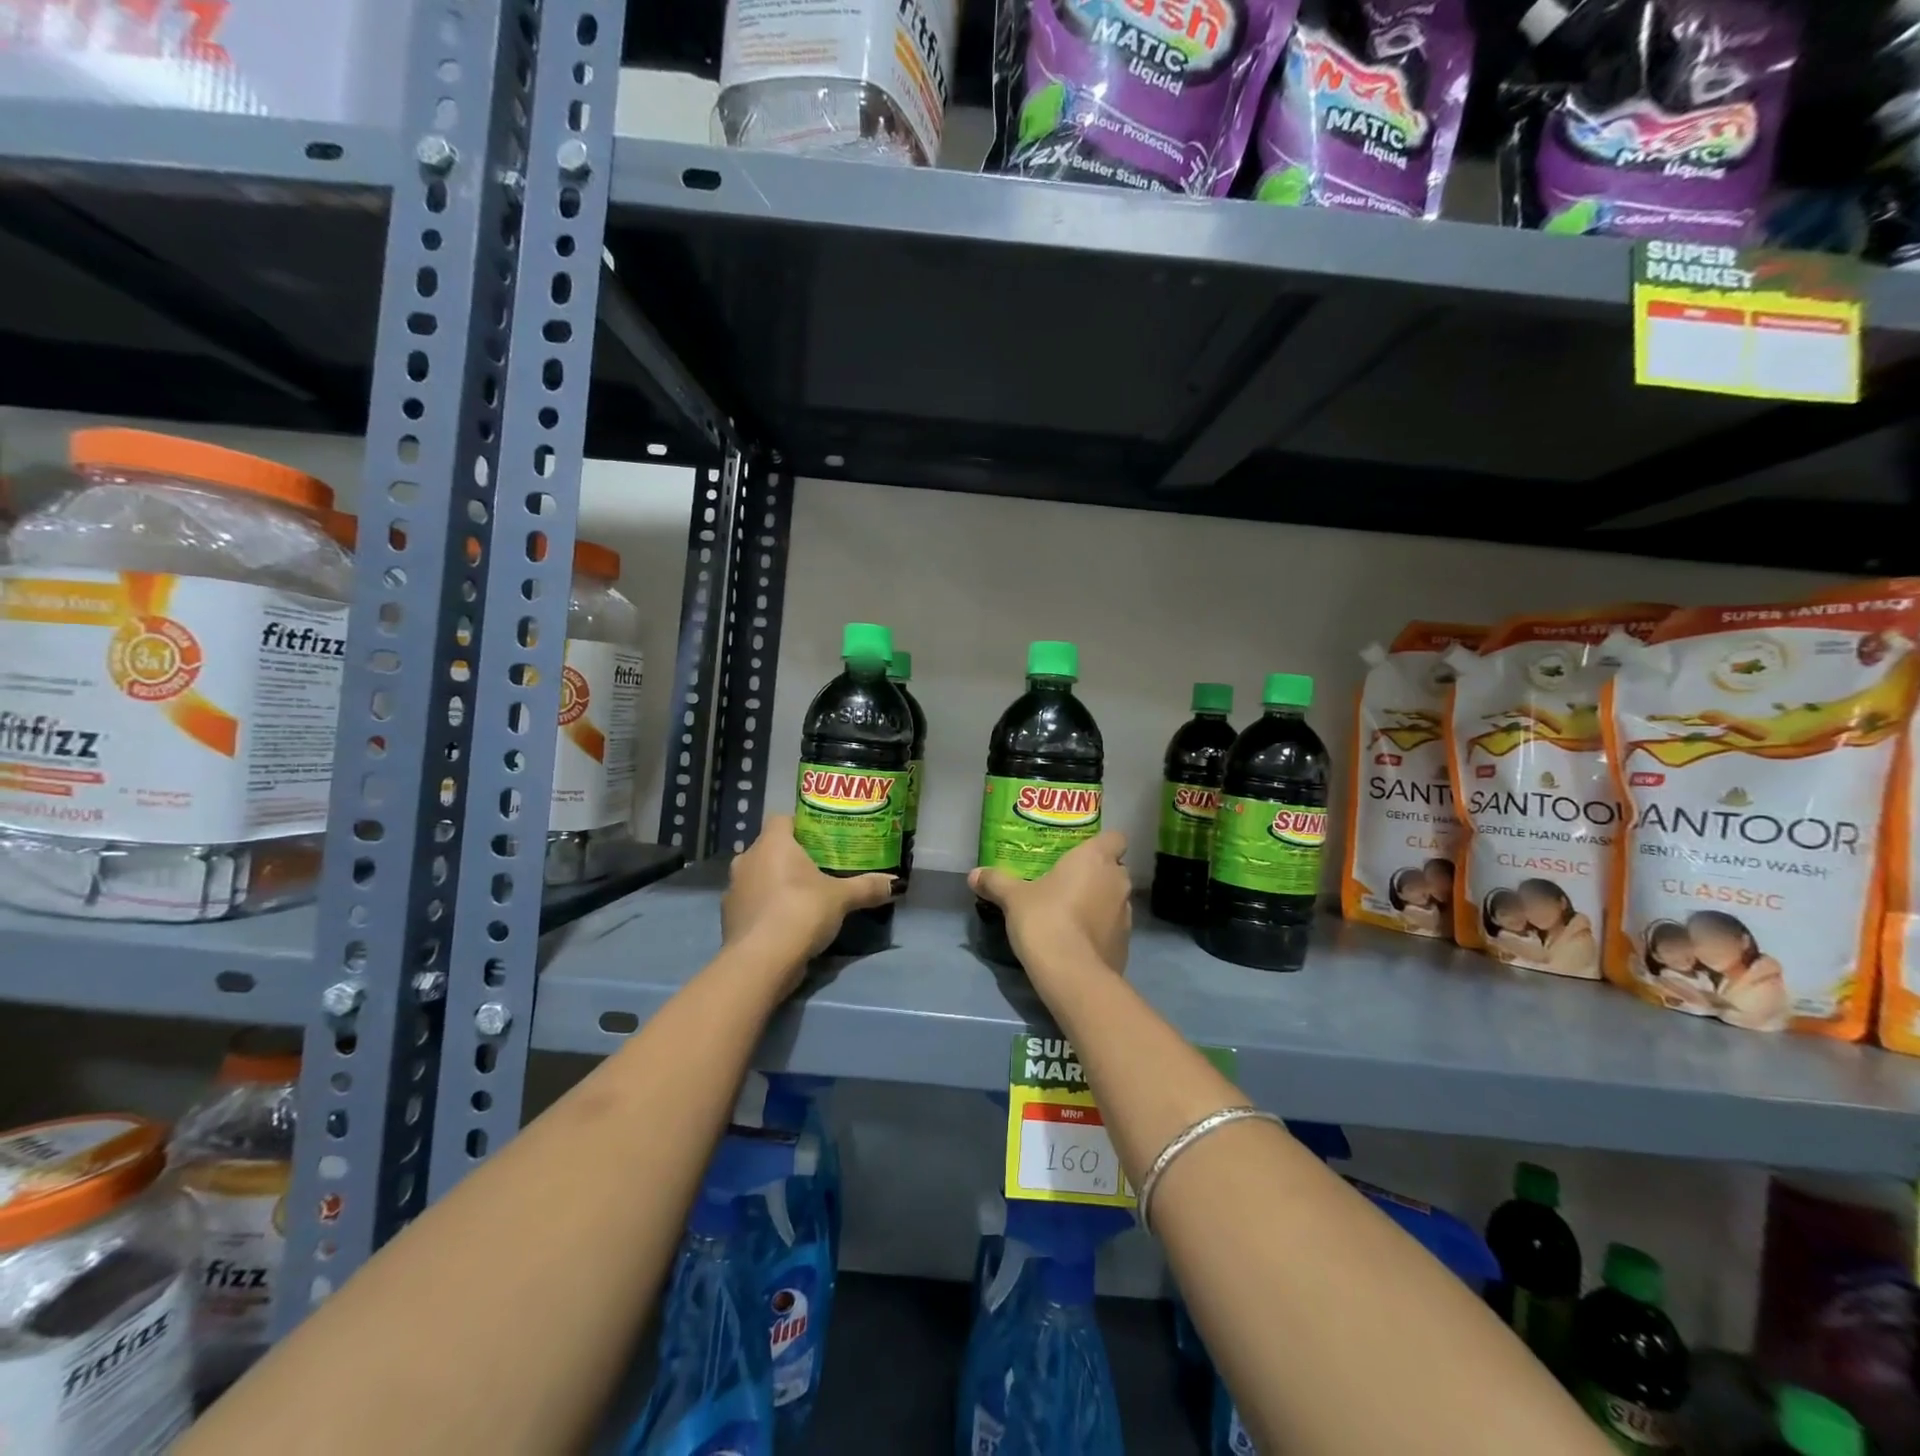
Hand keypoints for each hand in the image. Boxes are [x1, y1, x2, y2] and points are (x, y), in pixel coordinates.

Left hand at [722, 816, 893, 977]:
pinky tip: (785, 922)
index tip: (820, 839)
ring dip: (774, 883)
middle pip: (769, 848)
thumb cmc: (801, 911)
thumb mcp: (842, 898)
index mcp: (772, 843)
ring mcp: (733, 889)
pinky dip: (765, 908)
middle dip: (790, 857)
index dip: (800, 826)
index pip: (782, 819)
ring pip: (757, 876)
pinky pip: (751, 903)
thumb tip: (896, 883)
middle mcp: (747, 859)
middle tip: (817, 868)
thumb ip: (867, 887)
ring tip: (802, 896)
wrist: (761, 960)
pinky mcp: (728, 917)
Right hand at [969, 831, 1131, 989]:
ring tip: (1071, 913)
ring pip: (1115, 899)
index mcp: (1096, 859)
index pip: (1115, 838)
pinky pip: (1113, 928)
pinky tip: (1077, 941)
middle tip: (1067, 882)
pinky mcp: (1126, 944)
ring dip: (1099, 902)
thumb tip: (973, 875)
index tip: (1080, 853)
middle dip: (1096, 874)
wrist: (1071, 974)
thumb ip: (996, 881)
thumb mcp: (1013, 898)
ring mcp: (1127, 914)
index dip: (1101, 844)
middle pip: (1114, 869)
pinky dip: (1100, 930)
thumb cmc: (1045, 919)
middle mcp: (1118, 881)